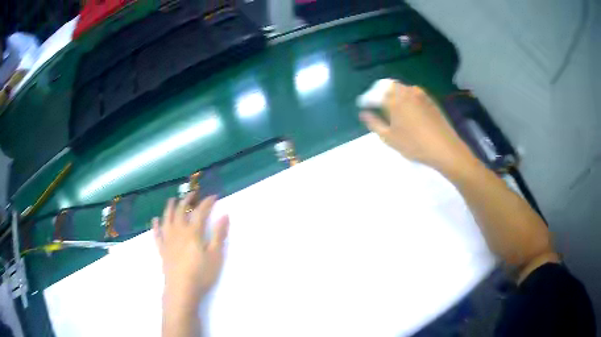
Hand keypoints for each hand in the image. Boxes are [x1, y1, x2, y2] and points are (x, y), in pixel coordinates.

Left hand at [153, 192, 228, 304]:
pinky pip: (157, 234)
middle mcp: (178, 231)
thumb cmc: (201, 274)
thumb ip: (218, 234)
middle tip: (192, 194)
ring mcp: (168, 240)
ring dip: (169, 207)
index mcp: (193, 232)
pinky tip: (155, 220)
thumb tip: (225, 215)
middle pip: (181, 210)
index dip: (207, 202)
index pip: (200, 212)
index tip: (213, 197)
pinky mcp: (162, 249)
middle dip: (187, 200)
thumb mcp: (215, 255)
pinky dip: (155, 226)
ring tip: (172, 200)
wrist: (181, 289)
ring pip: (167, 218)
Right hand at [360, 82, 475, 174]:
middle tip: (377, 104)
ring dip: (393, 93)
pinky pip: (413, 93)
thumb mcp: (389, 138)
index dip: (366, 99)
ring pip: (402, 88)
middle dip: (380, 92)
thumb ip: (374, 123)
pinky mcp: (430, 99)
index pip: (374, 94)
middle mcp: (405, 92)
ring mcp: (420, 94)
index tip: (363, 106)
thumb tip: (363, 113)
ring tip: (392, 106)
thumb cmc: (414, 144)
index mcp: (393, 100)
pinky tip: (408, 109)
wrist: (444, 148)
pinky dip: (406, 97)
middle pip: (388, 86)